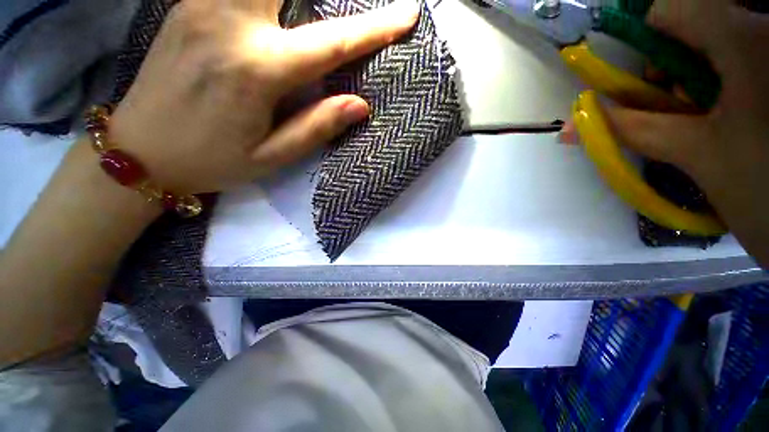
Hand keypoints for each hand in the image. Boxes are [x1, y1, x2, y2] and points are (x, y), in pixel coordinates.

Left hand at [111, 0, 419, 193]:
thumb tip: (359, 104)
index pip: (333, 43)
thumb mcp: (273, 156)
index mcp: (258, 70)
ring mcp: (202, 4)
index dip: (375, 28)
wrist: (141, 151)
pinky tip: (277, 8)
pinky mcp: (187, 3)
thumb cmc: (212, 161)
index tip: (408, 14)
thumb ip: (317, 126)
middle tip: (354, 5)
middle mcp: (230, 22)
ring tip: (311, 11)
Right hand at [605, 0, 768, 265]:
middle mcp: (765, 34)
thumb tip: (573, 126)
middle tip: (680, 110)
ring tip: (710, 122)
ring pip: (722, 47)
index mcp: (747, 41)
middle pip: (697, 29)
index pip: (671, 9)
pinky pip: (748, 61)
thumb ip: (634, 131)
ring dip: (702, 80)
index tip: (645, 80)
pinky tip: (734, 118)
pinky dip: (728, 85)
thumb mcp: (697, 157)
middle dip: (677, 68)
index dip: (645, 41)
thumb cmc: (766, 192)